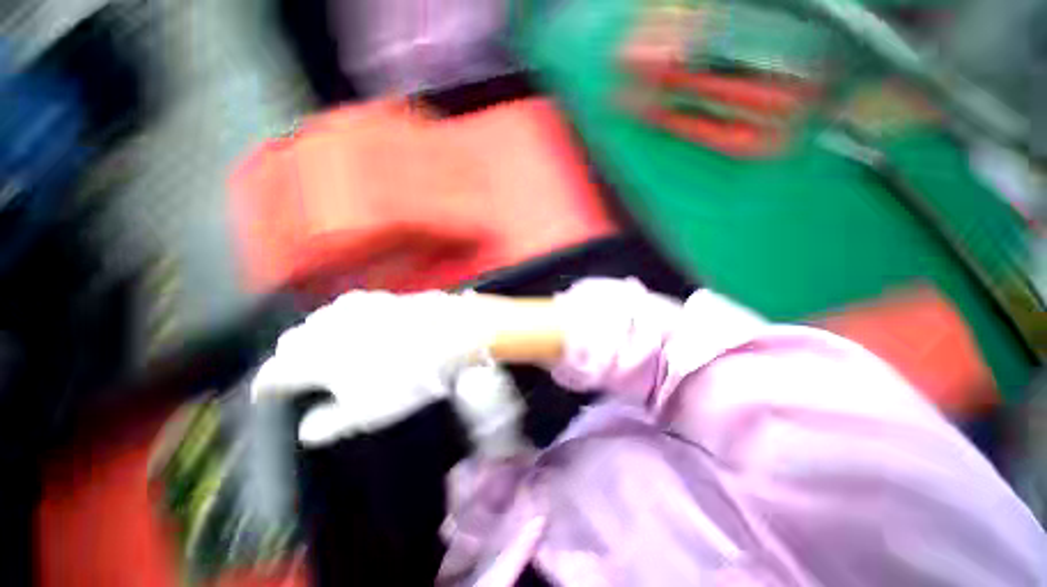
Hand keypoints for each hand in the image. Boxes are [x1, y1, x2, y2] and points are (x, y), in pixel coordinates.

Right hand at [251, 290, 492, 445]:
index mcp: (314, 358)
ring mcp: (354, 307)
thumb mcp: (367, 412)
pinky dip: (340, 319)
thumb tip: (307, 430)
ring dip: (313, 336)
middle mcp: (327, 327)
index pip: (273, 373)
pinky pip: (346, 307)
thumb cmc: (406, 378)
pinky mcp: (378, 298)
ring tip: (325, 350)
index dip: (266, 387)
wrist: (448, 335)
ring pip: (317, 320)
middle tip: (299, 375)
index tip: (267, 397)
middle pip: (291, 342)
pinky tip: (354, 326)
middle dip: (288, 359)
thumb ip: (330, 422)